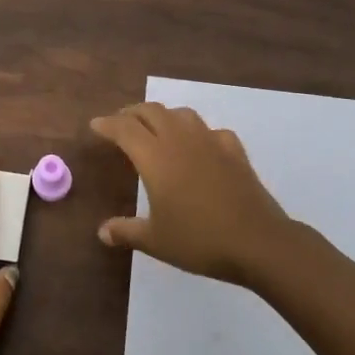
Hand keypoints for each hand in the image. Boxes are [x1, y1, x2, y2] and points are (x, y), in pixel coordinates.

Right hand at [91, 102, 307, 285]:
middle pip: (152, 111)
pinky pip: (211, 131)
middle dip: (132, 113)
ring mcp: (211, 142)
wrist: (258, 242)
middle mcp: (180, 141)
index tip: (95, 125)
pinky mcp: (235, 152)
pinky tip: (199, 146)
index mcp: (155, 157)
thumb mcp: (156, 241)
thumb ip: (126, 231)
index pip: (125, 129)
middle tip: (120, 123)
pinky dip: (198, 132)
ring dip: (163, 116)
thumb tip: (102, 232)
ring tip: (156, 129)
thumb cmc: (199, 240)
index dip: (108, 124)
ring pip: (182, 114)